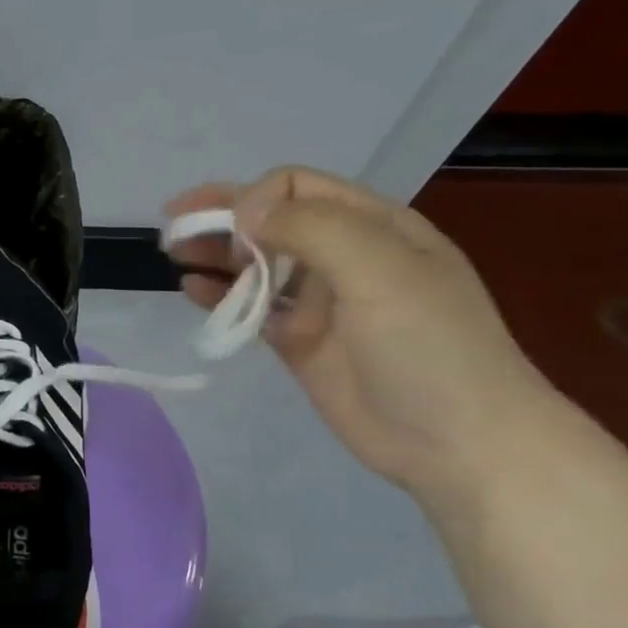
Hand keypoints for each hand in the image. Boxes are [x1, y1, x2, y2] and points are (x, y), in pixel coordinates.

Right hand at [164, 167, 560, 506]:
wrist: (455, 439)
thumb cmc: (427, 346)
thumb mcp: (381, 271)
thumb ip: (312, 230)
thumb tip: (244, 211)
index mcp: (372, 226)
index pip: (296, 188)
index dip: (253, 198)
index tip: (227, 230)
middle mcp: (342, 256)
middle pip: (269, 222)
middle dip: (220, 219)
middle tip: (171, 230)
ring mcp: (319, 302)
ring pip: (256, 265)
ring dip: (215, 256)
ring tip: (173, 256)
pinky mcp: (298, 343)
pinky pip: (252, 310)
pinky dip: (221, 298)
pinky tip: (191, 292)